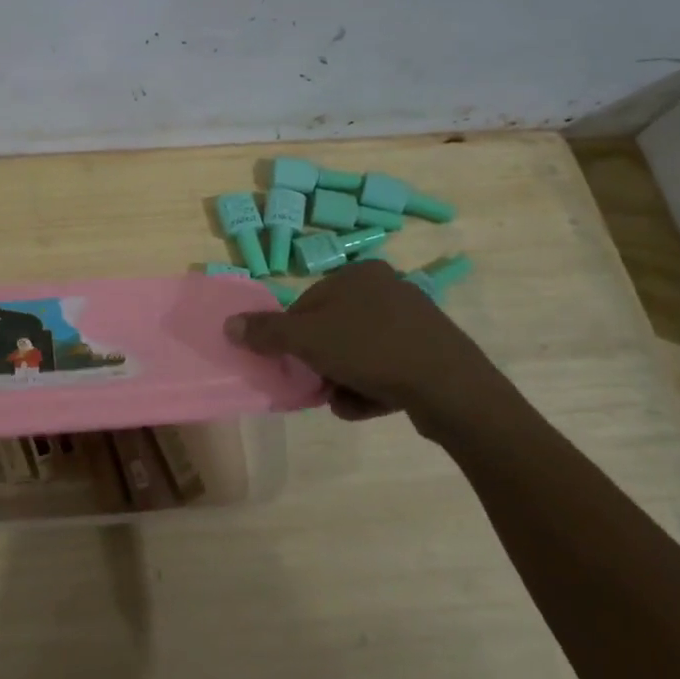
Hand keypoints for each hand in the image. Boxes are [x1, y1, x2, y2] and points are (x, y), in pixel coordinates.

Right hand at [223, 263, 507, 430]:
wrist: (451, 388)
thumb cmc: (371, 349)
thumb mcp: (308, 339)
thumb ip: (266, 332)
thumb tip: (228, 324)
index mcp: (359, 274)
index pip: (308, 304)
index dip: (294, 337)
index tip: (295, 363)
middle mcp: (388, 289)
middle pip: (332, 330)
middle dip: (321, 363)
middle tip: (319, 385)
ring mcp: (414, 321)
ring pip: (358, 353)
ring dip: (343, 379)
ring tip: (345, 401)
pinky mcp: (431, 352)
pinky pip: (386, 368)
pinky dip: (372, 387)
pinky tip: (370, 404)